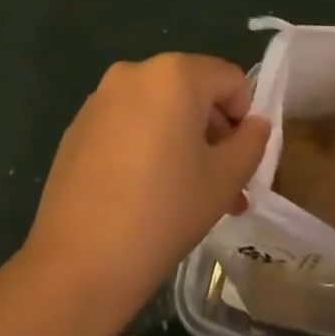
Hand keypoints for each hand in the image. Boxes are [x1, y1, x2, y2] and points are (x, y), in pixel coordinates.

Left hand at [23, 54, 270, 315]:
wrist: (78, 263)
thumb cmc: (164, 211)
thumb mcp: (224, 180)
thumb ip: (251, 143)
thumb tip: (256, 125)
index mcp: (175, 74)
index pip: (230, 79)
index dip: (246, 117)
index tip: (243, 161)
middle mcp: (135, 72)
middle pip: (193, 91)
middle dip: (214, 133)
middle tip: (224, 184)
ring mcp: (101, 98)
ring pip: (160, 109)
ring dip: (183, 142)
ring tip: (191, 196)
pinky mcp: (78, 126)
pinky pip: (128, 123)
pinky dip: (147, 145)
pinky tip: (147, 193)